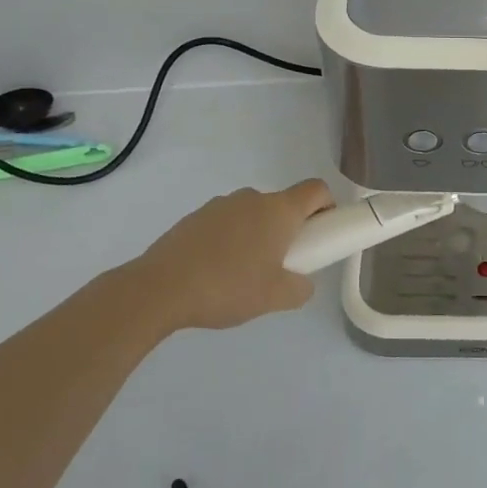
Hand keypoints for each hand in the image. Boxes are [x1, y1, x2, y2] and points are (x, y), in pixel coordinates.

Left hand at [114, 179, 334, 330]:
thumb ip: (301, 288)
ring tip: (242, 275)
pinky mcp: (195, 217)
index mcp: (279, 211)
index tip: (321, 233)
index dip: (327, 206)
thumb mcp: (276, 298)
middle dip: (289, 230)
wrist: (160, 288)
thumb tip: (301, 282)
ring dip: (257, 235)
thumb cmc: (228, 287)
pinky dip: (229, 241)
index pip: (316, 190)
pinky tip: (214, 273)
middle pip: (283, 205)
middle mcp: (252, 198)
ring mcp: (221, 205)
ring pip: (252, 215)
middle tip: (282, 266)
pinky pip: (225, 224)